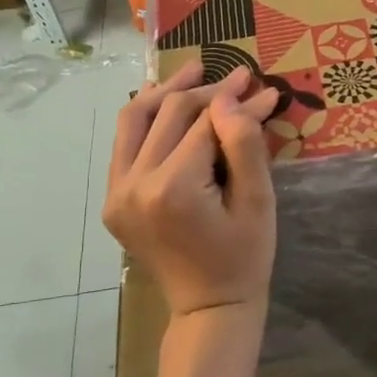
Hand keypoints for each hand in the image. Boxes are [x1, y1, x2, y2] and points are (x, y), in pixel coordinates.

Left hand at [104, 60, 279, 324]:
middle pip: (170, 114)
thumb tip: (233, 98)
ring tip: (195, 69)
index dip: (237, 101)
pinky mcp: (113, 199)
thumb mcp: (258, 202)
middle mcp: (135, 185)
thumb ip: (245, 146)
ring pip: (136, 119)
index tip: (263, 86)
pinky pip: (124, 143)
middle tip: (239, 77)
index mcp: (173, 188)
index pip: (206, 124)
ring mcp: (117, 192)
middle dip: (207, 90)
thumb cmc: (244, 258)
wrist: (208, 307)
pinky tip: (163, 99)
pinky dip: (144, 117)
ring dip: (167, 91)